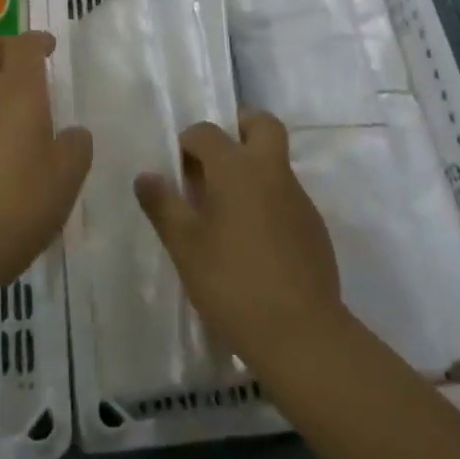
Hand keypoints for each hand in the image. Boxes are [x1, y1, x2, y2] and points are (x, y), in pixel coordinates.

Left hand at [0, 32, 92, 289]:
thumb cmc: (17, 207)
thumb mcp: (66, 180)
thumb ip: (76, 147)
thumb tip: (72, 133)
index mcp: (19, 92)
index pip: (24, 45)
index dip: (38, 40)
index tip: (50, 47)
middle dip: (6, 46)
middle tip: (26, 66)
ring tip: (5, 97)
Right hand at [135, 111, 344, 367]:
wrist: (302, 334)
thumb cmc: (233, 283)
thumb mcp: (186, 247)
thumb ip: (163, 206)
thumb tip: (145, 176)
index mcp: (237, 168)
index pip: (207, 132)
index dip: (188, 142)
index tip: (176, 170)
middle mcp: (272, 172)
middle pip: (262, 125)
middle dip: (238, 128)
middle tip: (214, 159)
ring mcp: (299, 198)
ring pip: (275, 162)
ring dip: (251, 168)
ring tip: (225, 210)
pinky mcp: (314, 227)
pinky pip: (286, 195)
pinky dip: (267, 200)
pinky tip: (252, 241)